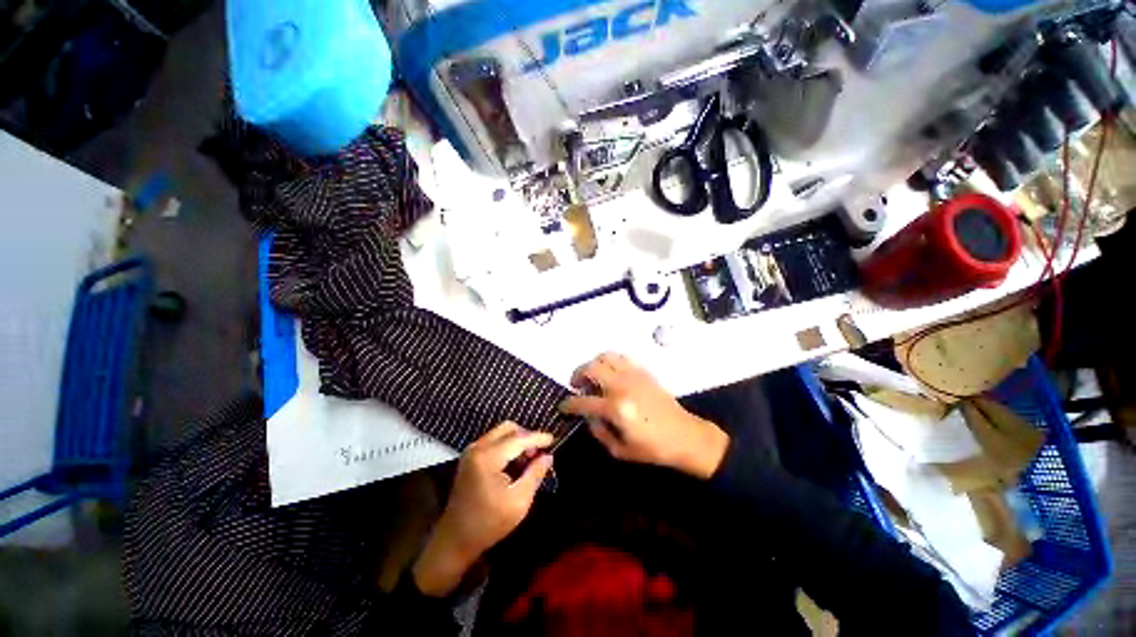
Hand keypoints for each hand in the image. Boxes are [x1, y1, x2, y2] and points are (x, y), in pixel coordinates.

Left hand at [412, 422, 553, 596]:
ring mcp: (471, 451)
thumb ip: (535, 474)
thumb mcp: (519, 501)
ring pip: (500, 432)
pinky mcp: (469, 457)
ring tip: (529, 458)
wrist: (455, 539)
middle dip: (526, 436)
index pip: (518, 439)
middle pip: (508, 428)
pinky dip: (507, 445)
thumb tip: (548, 456)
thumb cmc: (488, 523)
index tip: (553, 440)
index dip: (538, 438)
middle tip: (538, 452)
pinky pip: (493, 440)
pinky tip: (515, 461)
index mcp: (488, 458)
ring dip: (517, 440)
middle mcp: (478, 447)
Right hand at [559, 353, 728, 479]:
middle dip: (577, 375)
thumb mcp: (620, 451)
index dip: (568, 404)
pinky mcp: (643, 371)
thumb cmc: (653, 449)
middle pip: (591, 369)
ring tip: (592, 376)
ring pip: (605, 357)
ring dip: (593, 364)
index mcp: (616, 409)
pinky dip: (610, 361)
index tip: (563, 406)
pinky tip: (610, 372)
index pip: (583, 402)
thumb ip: (599, 432)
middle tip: (576, 385)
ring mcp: (634, 375)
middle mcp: (622, 386)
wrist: (685, 436)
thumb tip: (588, 416)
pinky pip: (621, 357)